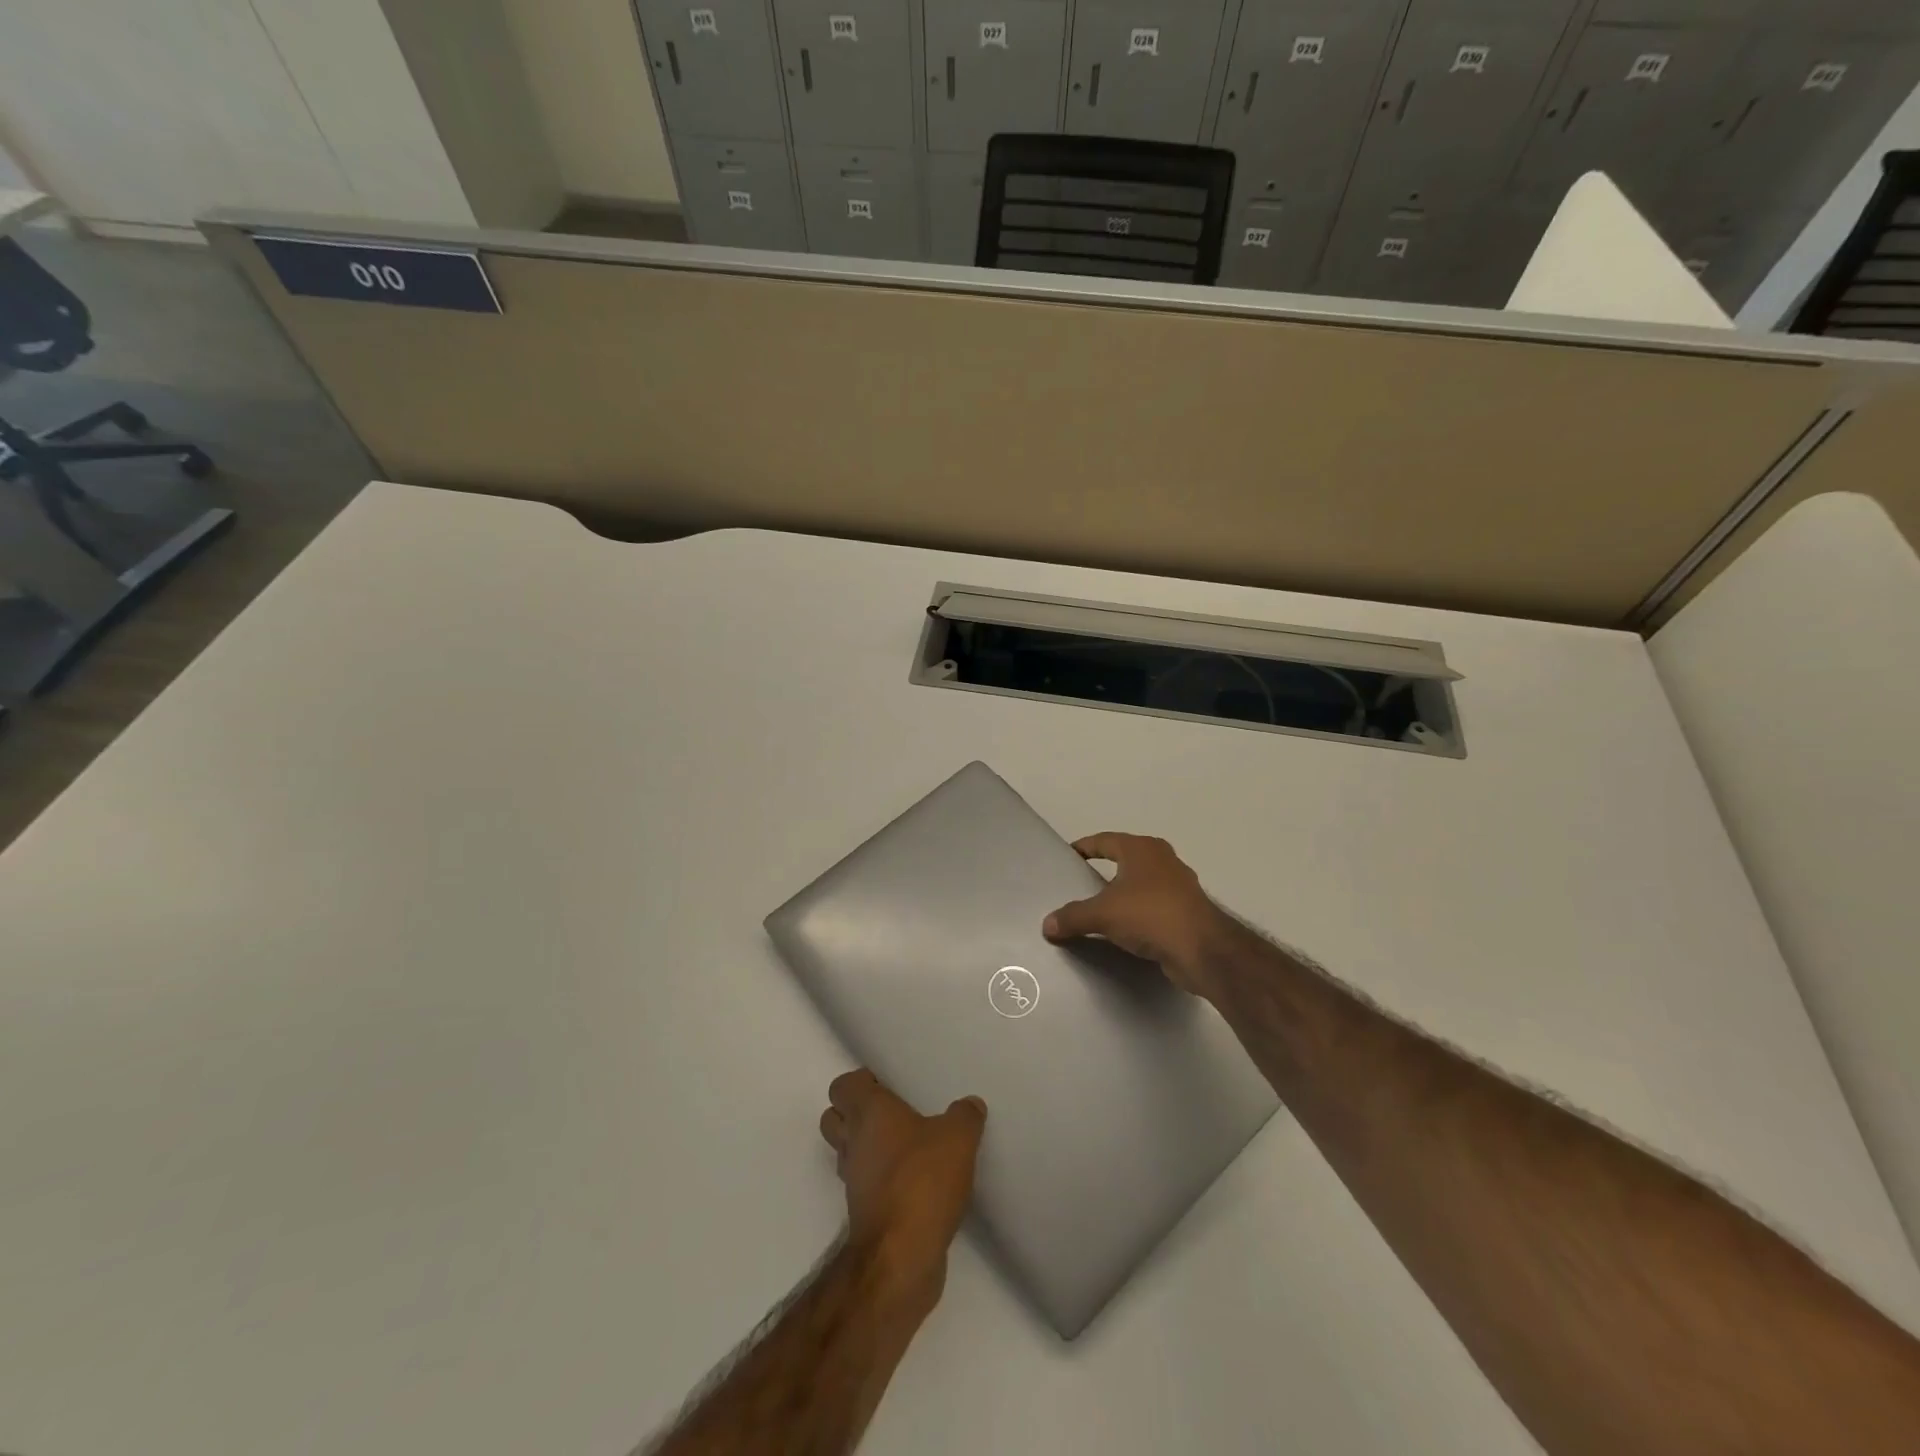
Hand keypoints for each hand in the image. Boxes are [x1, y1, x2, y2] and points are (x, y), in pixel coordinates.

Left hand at [819, 1069, 985, 1306]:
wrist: (900, 1256)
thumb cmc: (922, 1180)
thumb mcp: (958, 1138)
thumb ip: (964, 1116)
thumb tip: (970, 1104)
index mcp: (868, 1113)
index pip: (843, 1086)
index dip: (860, 1082)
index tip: (886, 1083)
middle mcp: (853, 1142)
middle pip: (834, 1118)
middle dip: (854, 1112)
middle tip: (891, 1112)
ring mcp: (854, 1181)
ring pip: (846, 1152)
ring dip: (866, 1147)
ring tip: (903, 1145)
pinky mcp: (863, 1213)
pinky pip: (865, 1184)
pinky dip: (879, 1179)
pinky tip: (911, 1181)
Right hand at [1042, 833, 1227, 998]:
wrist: (1202, 949)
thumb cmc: (1150, 915)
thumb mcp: (1102, 914)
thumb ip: (1072, 917)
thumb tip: (1047, 925)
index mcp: (1142, 849)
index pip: (1104, 840)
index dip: (1084, 847)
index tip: (1068, 856)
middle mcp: (1162, 860)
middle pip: (1125, 859)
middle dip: (1105, 869)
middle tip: (1081, 882)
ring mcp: (1179, 885)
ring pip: (1142, 883)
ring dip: (1123, 893)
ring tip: (1100, 908)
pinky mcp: (1187, 911)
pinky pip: (1153, 906)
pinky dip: (1138, 913)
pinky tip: (1125, 929)